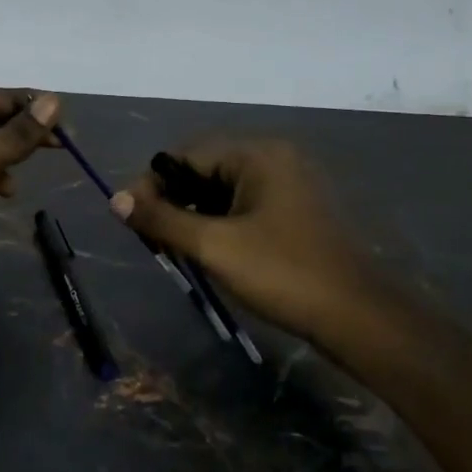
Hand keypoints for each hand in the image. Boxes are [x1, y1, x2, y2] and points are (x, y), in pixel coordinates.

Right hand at [111, 138, 369, 338]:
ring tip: (175, 248)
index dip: (150, 185)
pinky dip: (218, 223)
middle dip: (171, 201)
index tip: (130, 219)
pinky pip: (243, 205)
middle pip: (203, 170)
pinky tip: (208, 251)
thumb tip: (115, 200)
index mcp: (256, 155)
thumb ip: (161, 219)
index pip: (184, 156)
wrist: (356, 316)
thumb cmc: (281, 273)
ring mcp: (289, 184)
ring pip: (221, 190)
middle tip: (151, 239)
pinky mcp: (295, 210)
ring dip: (192, 215)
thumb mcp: (213, 246)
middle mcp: (274, 159)